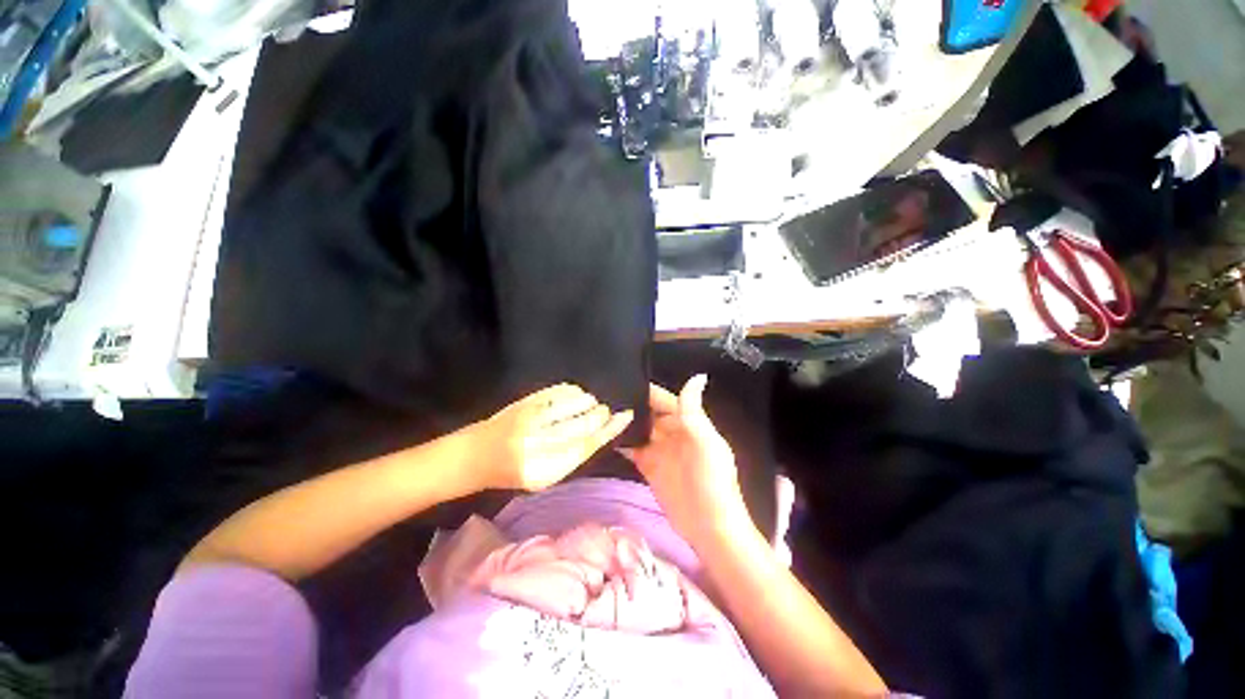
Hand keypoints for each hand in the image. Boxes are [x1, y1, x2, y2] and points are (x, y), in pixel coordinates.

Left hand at [470, 384, 633, 491]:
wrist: (476, 455)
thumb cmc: (513, 472)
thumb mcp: (545, 475)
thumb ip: (573, 455)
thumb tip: (602, 432)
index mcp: (545, 469)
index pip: (588, 444)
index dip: (610, 428)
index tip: (625, 415)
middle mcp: (539, 441)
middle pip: (585, 421)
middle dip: (600, 414)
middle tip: (604, 411)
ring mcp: (531, 418)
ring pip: (575, 402)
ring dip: (588, 401)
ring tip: (589, 405)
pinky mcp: (526, 401)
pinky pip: (560, 390)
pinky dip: (574, 391)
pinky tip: (575, 396)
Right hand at [619, 375, 748, 544]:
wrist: (709, 527)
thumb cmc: (711, 480)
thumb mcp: (704, 441)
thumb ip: (693, 410)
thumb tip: (699, 375)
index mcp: (689, 423)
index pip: (665, 400)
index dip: (647, 391)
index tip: (623, 378)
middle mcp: (673, 433)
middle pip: (649, 413)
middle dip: (632, 404)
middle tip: (602, 395)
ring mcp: (660, 451)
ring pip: (640, 430)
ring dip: (625, 422)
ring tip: (598, 410)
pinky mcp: (649, 467)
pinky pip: (633, 450)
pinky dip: (621, 443)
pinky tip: (604, 434)